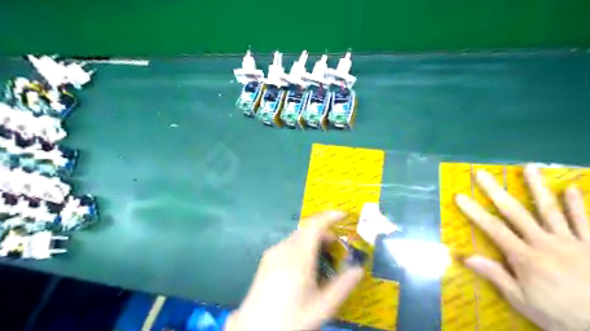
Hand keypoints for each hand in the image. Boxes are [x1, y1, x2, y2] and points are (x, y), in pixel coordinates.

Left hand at [225, 212, 363, 330]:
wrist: (254, 329)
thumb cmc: (291, 319)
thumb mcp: (321, 308)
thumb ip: (342, 287)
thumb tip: (358, 269)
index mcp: (297, 259)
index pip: (314, 227)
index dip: (329, 217)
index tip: (343, 215)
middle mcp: (283, 250)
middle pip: (307, 230)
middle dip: (324, 232)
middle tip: (337, 248)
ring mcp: (272, 253)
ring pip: (298, 236)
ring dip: (313, 239)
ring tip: (323, 258)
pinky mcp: (267, 258)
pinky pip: (289, 243)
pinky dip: (302, 245)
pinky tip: (306, 264)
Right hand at [458, 166, 589, 330]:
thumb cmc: (561, 316)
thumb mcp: (523, 302)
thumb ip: (496, 276)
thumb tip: (466, 257)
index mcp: (525, 257)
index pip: (493, 229)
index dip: (474, 211)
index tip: (460, 196)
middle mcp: (545, 243)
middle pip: (516, 212)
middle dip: (495, 191)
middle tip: (482, 173)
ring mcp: (572, 242)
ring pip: (550, 210)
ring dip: (537, 187)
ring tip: (528, 167)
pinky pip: (585, 222)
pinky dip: (577, 205)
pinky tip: (571, 189)